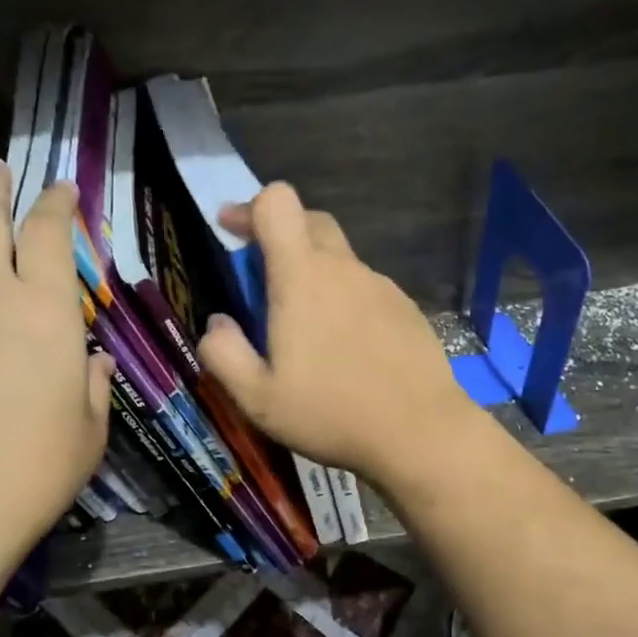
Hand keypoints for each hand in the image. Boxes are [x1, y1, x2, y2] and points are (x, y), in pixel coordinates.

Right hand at [197, 183, 475, 484]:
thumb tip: (217, 323)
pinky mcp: (406, 308)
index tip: (231, 230)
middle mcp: (344, 269)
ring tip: (304, 329)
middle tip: (260, 277)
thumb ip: (224, 354)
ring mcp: (381, 286)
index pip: (278, 202)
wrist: (420, 433)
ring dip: (314, 273)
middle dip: (280, 235)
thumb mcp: (257, 398)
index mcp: (302, 277)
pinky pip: (365, 288)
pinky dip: (345, 300)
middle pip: (310, 220)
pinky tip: (346, 348)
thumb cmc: (330, 414)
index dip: (250, 207)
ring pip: (340, 259)